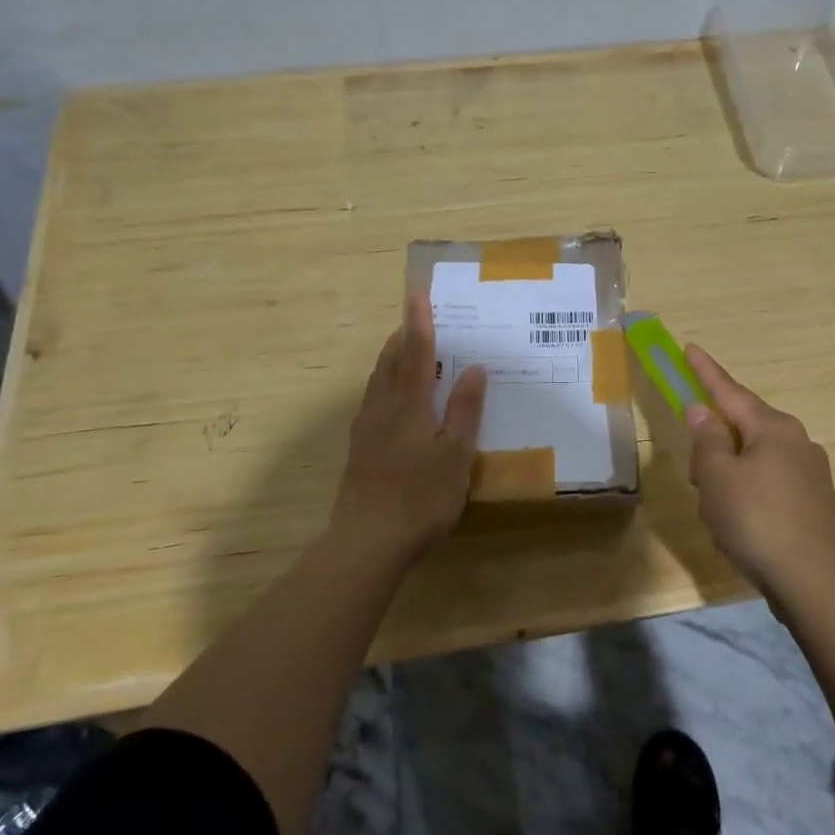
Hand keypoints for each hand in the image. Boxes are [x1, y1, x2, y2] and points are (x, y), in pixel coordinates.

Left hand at [333, 295, 487, 561]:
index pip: (415, 351)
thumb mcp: (455, 454)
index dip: (419, 322)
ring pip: (377, 380)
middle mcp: (382, 408)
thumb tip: (474, 368)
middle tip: (417, 319)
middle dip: (402, 336)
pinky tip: (394, 400)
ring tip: (407, 351)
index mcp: (409, 404)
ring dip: (392, 358)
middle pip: (390, 361)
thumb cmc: (420, 497)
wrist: (366, 542)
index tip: (418, 293)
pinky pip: (373, 400)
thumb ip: (464, 410)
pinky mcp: (360, 449)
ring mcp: (366, 428)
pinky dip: (386, 384)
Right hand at [684, 345, 834, 600]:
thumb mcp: (718, 477)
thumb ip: (707, 440)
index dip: (706, 372)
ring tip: (715, 512)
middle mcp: (797, 442)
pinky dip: (745, 496)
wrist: (816, 584)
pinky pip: (767, 486)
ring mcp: (809, 474)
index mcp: (774, 428)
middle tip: (696, 476)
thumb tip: (703, 411)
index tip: (689, 348)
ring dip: (727, 477)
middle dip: (713, 446)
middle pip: (742, 429)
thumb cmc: (757, 520)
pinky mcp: (813, 504)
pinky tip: (736, 527)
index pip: (731, 391)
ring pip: (752, 461)